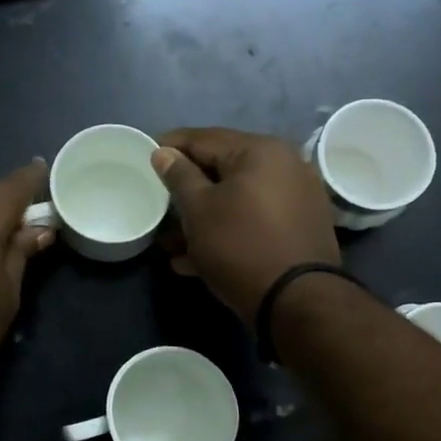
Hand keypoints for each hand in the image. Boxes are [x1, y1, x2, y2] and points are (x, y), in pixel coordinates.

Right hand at [151, 128, 338, 319]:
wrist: (297, 301)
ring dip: (201, 217)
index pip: (203, 138)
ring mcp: (295, 198)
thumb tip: (163, 153)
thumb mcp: (199, 210)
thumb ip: (179, 177)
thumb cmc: (240, 246)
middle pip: (222, 169)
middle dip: (185, 189)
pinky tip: (193, 259)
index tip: (143, 157)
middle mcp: (283, 165)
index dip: (169, 147)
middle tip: (156, 201)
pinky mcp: (297, 229)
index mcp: (259, 150)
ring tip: (169, 241)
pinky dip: (225, 231)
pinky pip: (252, 220)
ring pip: (236, 199)